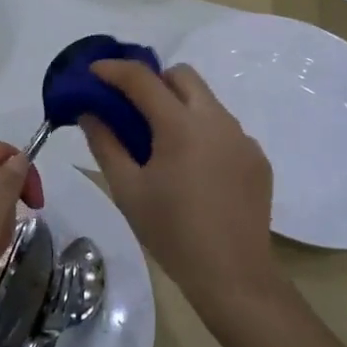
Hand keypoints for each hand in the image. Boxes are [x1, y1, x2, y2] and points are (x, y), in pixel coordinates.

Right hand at [81, 60, 277, 308]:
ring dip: (180, 106)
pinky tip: (194, 170)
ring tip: (162, 143)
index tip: (94, 72)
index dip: (114, 70)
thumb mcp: (127, 190)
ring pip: (206, 101)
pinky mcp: (257, 158)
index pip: (143, 79)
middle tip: (132, 107)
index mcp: (181, 126)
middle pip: (182, 76)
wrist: (234, 276)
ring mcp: (242, 138)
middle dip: (153, 80)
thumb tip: (90, 113)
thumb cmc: (172, 233)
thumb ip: (105, 144)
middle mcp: (216, 120)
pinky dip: (203, 133)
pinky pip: (225, 129)